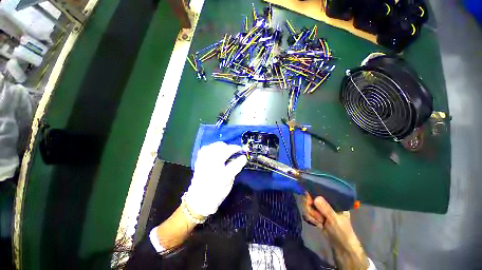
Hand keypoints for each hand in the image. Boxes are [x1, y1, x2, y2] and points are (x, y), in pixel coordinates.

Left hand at [184, 142, 246, 216]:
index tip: (244, 156)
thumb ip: (234, 171)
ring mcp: (204, 163)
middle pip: (223, 151)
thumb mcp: (229, 185)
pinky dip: (212, 147)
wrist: (198, 201)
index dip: (241, 159)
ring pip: (214, 147)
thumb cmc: (216, 195)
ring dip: (223, 146)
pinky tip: (216, 150)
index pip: (234, 165)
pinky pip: (205, 149)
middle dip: (232, 148)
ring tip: (227, 149)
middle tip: (236, 150)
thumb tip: (238, 160)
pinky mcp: (199, 161)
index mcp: (221, 178)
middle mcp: (212, 168)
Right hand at [303, 192, 368, 269]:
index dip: (312, 194)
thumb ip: (326, 209)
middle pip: (311, 198)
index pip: (320, 192)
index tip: (309, 200)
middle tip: (316, 216)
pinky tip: (317, 224)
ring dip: (311, 215)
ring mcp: (321, 209)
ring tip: (320, 222)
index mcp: (333, 200)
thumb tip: (315, 198)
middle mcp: (326, 203)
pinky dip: (311, 219)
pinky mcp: (317, 215)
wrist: (342, 247)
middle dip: (311, 208)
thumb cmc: (342, 232)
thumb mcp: (335, 220)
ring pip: (308, 206)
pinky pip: (308, 212)